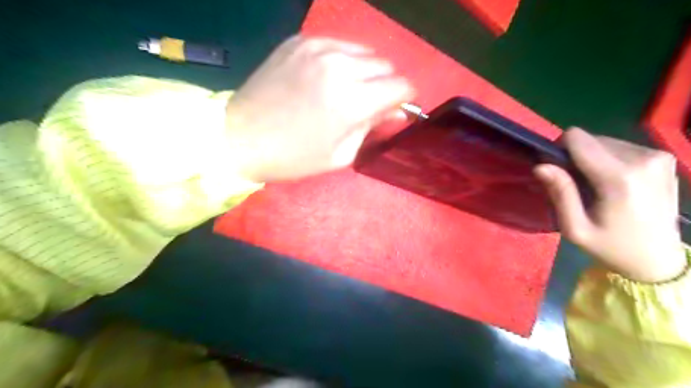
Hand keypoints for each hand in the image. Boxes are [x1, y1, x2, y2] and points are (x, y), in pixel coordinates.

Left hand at [227, 35, 411, 181]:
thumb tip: (397, 113)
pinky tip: (326, 78)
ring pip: (364, 51)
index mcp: (352, 100)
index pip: (401, 85)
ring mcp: (317, 47)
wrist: (240, 137)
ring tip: (347, 90)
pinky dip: (341, 60)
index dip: (404, 98)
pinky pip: (337, 44)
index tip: (395, 108)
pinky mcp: (299, 41)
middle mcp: (339, 65)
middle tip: (368, 104)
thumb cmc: (294, 157)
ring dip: (365, 71)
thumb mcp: (341, 153)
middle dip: (385, 85)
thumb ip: (373, 128)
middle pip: (385, 65)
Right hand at [533, 127, 683, 281]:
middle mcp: (643, 159)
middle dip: (576, 157)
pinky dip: (609, 160)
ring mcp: (658, 156)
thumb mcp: (575, 228)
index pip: (577, 138)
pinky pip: (622, 147)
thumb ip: (560, 193)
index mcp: (619, 177)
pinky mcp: (664, 158)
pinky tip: (614, 183)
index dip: (559, 149)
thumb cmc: (610, 246)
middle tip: (576, 184)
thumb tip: (540, 165)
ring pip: (605, 141)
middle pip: (590, 139)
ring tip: (595, 185)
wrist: (658, 259)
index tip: (556, 170)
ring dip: (593, 159)